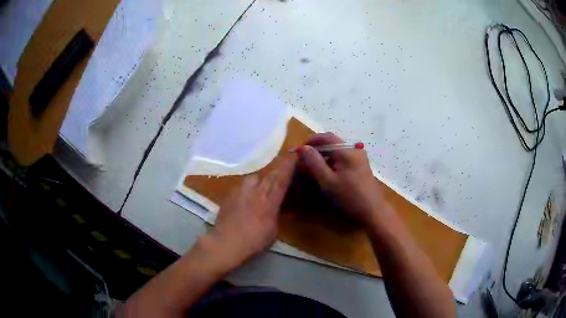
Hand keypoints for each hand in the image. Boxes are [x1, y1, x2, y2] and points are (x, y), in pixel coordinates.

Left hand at [205, 157, 295, 270]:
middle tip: (283, 167)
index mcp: (269, 201)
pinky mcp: (229, 194)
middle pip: (269, 175)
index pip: (281, 180)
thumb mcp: (273, 230)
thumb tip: (276, 207)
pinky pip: (242, 185)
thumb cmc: (254, 241)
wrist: (226, 242)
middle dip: (278, 169)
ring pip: (253, 177)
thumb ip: (275, 214)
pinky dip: (247, 187)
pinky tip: (246, 195)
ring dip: (260, 179)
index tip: (294, 155)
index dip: (289, 166)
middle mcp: (255, 191)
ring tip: (261, 185)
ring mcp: (241, 191)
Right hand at [297, 133, 383, 227]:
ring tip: (312, 169)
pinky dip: (332, 163)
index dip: (310, 141)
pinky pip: (343, 159)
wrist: (372, 211)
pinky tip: (326, 174)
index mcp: (346, 150)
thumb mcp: (327, 181)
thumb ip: (314, 162)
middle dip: (316, 150)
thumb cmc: (349, 197)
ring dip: (323, 157)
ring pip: (336, 151)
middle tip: (303, 162)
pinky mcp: (361, 166)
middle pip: (331, 143)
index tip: (298, 152)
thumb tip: (302, 148)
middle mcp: (354, 149)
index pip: (325, 137)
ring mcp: (359, 157)